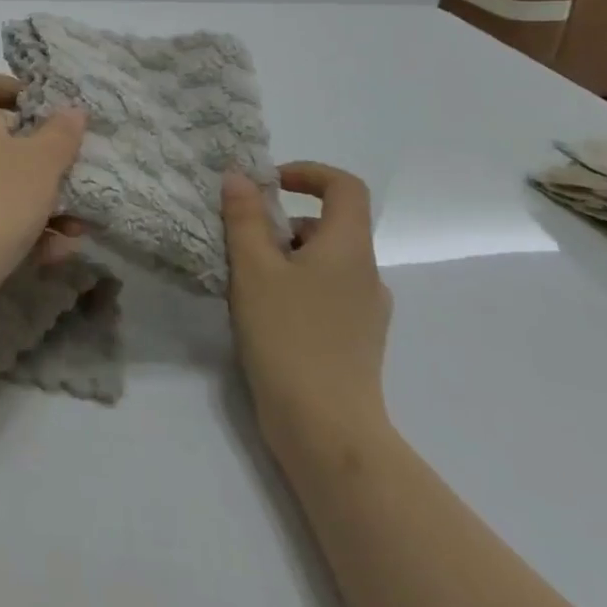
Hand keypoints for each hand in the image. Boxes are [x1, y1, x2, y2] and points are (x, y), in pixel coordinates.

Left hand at [0, 71, 87, 329]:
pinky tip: (54, 253)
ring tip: (77, 227)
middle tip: (70, 171)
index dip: (13, 87)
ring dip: (40, 202)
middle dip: (40, 158)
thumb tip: (72, 109)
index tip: (45, 109)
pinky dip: (22, 231)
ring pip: (0, 184)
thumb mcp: (42, 162)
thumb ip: (61, 133)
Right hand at [222, 162, 392, 461]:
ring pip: (324, 262)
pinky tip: (265, 316)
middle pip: (329, 225)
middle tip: (243, 243)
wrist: (327, 432)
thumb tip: (240, 176)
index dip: (308, 173)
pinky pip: (326, 293)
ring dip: (286, 257)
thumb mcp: (253, 269)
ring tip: (247, 283)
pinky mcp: (356, 342)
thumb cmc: (288, 338)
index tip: (269, 185)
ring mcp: (366, 312)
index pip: (345, 186)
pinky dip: (296, 287)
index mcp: (350, 249)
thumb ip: (244, 217)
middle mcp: (367, 274)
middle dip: (283, 223)